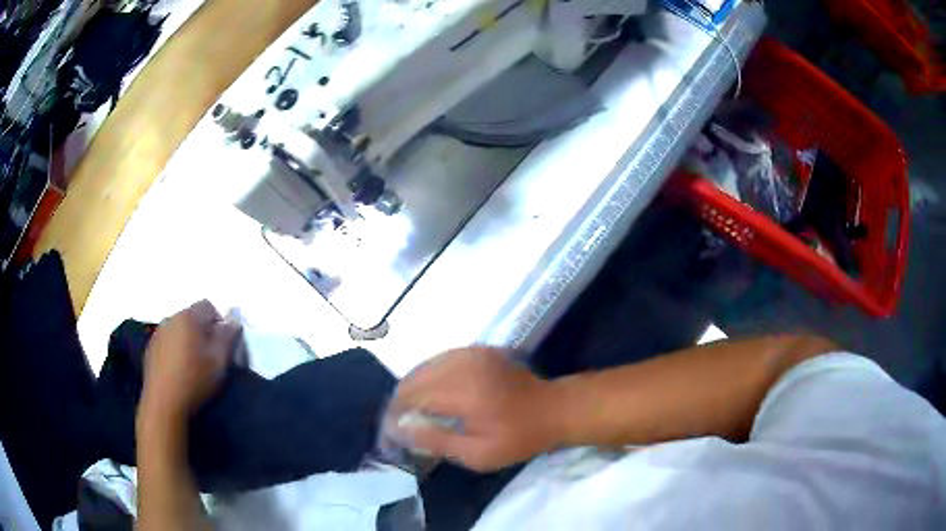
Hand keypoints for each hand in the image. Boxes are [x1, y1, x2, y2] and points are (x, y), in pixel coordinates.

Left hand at [140, 300, 241, 424]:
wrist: (163, 402)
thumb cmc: (194, 379)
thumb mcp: (220, 360)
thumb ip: (228, 337)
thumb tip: (233, 321)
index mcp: (188, 316)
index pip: (208, 306)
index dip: (219, 323)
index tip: (223, 346)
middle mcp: (171, 318)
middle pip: (192, 318)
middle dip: (203, 332)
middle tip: (210, 357)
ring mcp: (157, 334)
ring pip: (179, 331)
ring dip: (188, 342)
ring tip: (193, 366)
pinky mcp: (150, 350)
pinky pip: (167, 343)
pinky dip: (175, 352)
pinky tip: (179, 372)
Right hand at [385, 347, 562, 471]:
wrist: (553, 408)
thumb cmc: (518, 437)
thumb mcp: (478, 453)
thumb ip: (436, 440)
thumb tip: (399, 428)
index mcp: (460, 389)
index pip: (409, 398)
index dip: (393, 418)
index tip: (389, 440)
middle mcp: (460, 364)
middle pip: (411, 379)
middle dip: (399, 405)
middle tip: (399, 430)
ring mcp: (469, 352)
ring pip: (422, 368)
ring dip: (411, 391)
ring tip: (411, 416)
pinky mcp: (476, 350)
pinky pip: (439, 361)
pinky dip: (428, 379)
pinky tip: (431, 397)